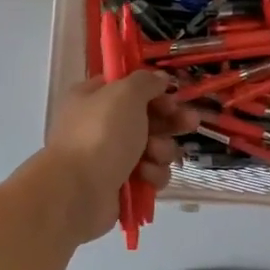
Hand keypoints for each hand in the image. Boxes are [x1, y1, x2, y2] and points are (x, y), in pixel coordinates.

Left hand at [33, 72, 193, 242]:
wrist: (79, 191)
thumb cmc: (101, 134)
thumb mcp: (125, 94)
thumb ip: (145, 82)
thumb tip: (159, 78)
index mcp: (93, 98)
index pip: (129, 87)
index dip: (154, 90)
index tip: (173, 94)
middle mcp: (101, 125)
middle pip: (147, 118)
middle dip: (170, 121)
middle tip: (190, 122)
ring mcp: (111, 156)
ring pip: (154, 148)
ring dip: (161, 150)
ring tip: (154, 154)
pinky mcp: (122, 184)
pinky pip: (150, 174)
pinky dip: (152, 174)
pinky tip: (144, 176)